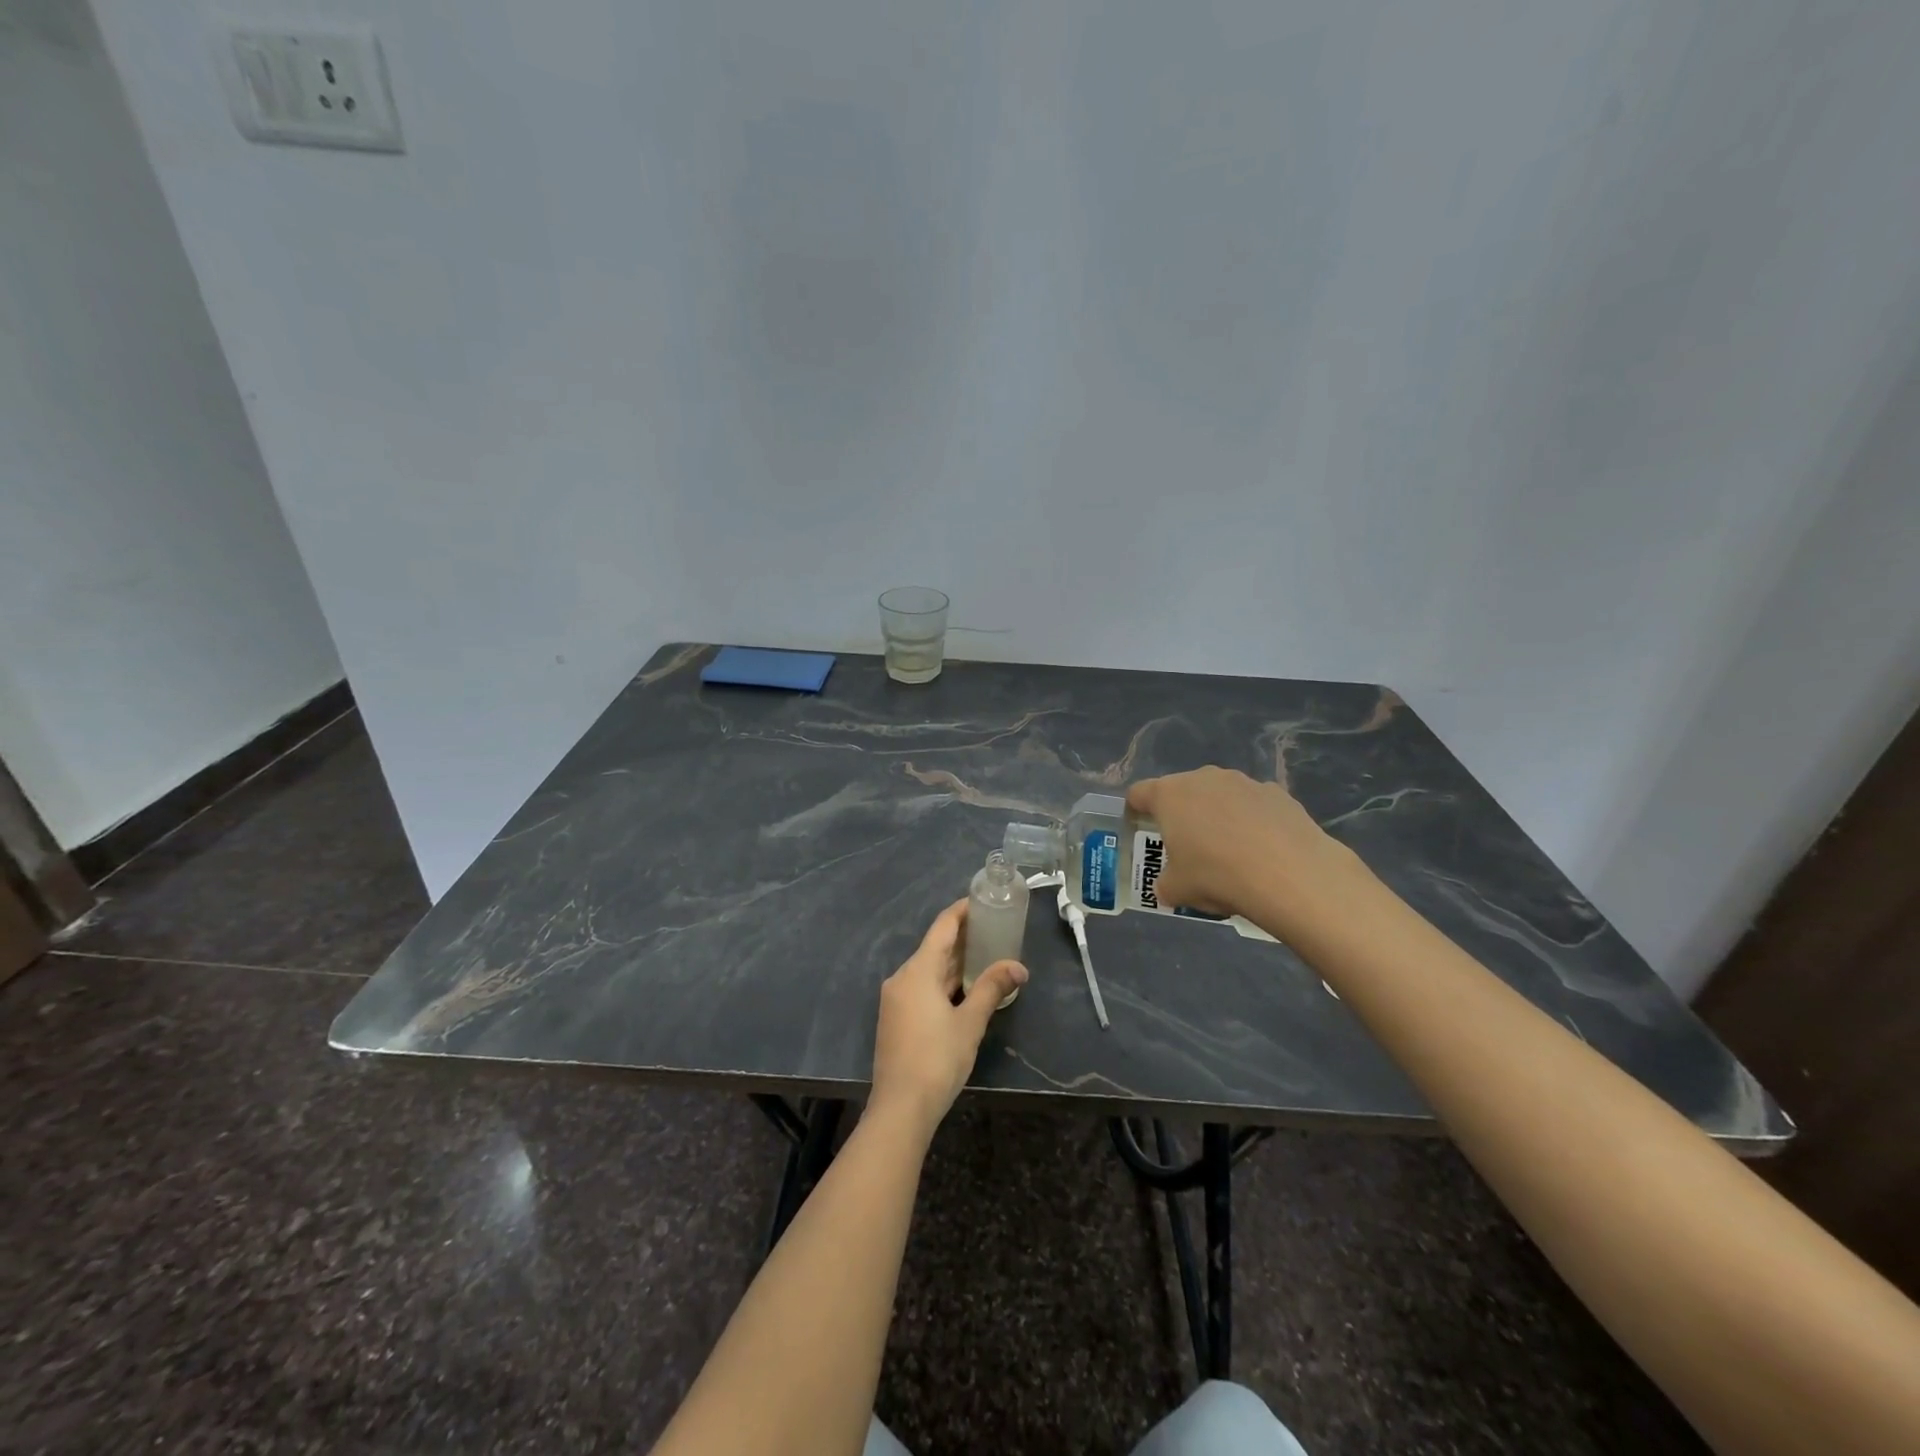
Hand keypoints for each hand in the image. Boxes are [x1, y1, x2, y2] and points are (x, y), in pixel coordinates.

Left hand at [870, 900, 1026, 1135]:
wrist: (900, 1108)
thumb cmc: (937, 1059)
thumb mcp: (970, 1022)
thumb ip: (992, 988)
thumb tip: (1019, 967)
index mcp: (917, 971)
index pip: (942, 928)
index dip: (961, 912)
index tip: (981, 902)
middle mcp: (902, 978)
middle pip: (934, 948)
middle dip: (962, 939)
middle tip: (993, 930)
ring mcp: (895, 999)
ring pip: (928, 970)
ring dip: (954, 963)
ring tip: (984, 956)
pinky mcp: (895, 1018)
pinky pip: (921, 988)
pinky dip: (943, 982)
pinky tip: (963, 988)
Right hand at [1127, 766, 1357, 929]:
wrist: (1290, 875)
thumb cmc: (1217, 875)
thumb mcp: (1177, 890)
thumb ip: (1165, 883)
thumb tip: (1169, 885)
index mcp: (1169, 795)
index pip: (1139, 793)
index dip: (1135, 811)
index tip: (1140, 829)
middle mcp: (1203, 778)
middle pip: (1181, 791)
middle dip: (1181, 814)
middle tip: (1186, 846)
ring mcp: (1243, 782)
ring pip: (1219, 796)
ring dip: (1217, 816)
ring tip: (1229, 851)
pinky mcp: (1277, 793)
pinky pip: (1253, 805)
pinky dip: (1251, 821)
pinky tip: (1262, 851)